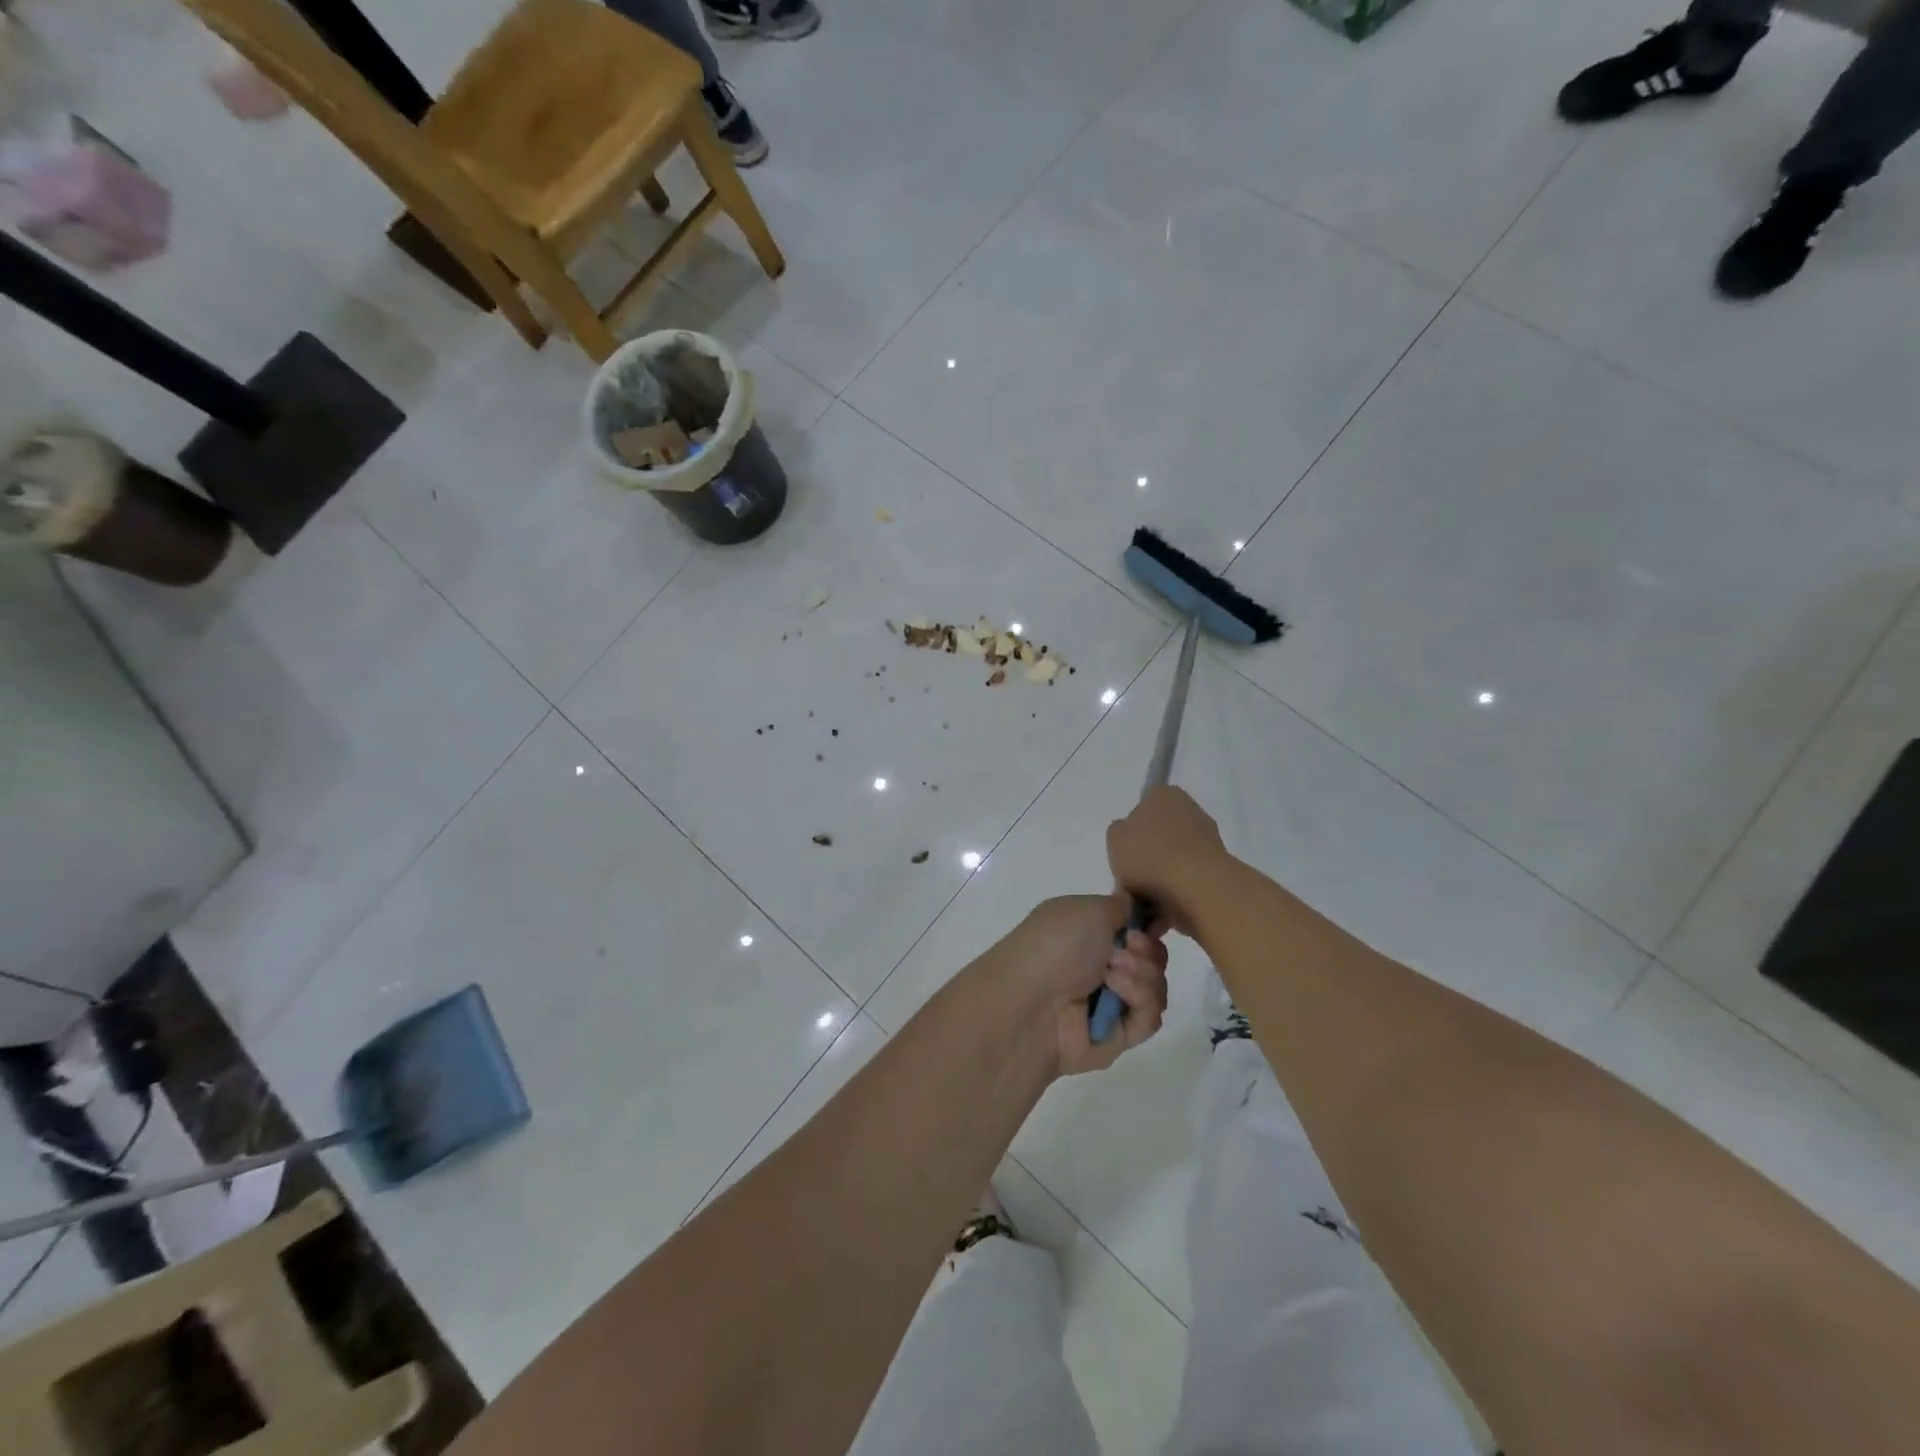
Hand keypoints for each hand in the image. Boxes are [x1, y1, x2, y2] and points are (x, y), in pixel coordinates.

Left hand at [995, 894, 1169, 1077]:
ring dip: (1142, 974)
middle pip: (1152, 957)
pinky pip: (1150, 1018)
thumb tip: (1133, 906)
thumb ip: (1119, 907)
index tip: (1152, 923)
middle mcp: (1099, 966)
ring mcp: (1109, 1002)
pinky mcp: (1117, 1036)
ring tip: (1112, 973)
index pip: (1133, 929)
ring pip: (1156, 986)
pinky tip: (1116, 993)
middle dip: (1147, 949)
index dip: (1148, 925)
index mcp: (1087, 932)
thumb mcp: (1088, 909)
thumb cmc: (1056, 944)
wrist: (1030, 1002)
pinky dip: (1140, 1000)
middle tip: (1128, 947)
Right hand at [1106, 786, 1231, 935]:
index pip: (1143, 806)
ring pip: (1173, 860)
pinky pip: (1188, 879)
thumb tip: (1131, 837)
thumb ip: (1119, 832)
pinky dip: (1176, 894)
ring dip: (1160, 880)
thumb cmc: (1149, 856)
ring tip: (1145, 904)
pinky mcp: (1220, 867)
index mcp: (1163, 794)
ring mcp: (1208, 838)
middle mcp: (1189, 809)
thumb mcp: (1115, 839)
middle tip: (1131, 882)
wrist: (1198, 888)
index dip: (1131, 832)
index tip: (1125, 854)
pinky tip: (1163, 911)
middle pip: (1159, 835)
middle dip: (1147, 858)